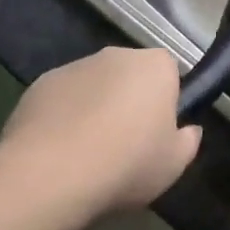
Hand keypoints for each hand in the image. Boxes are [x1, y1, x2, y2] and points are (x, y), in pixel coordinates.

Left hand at [0, 47, 196, 214]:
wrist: (51, 173)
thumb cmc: (127, 163)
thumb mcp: (174, 164)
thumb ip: (188, 141)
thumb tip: (188, 130)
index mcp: (156, 66)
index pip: (169, 72)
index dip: (165, 102)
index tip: (158, 133)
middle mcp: (117, 55)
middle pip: (130, 75)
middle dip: (129, 101)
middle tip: (126, 145)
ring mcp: (75, 66)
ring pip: (94, 85)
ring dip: (95, 108)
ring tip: (88, 154)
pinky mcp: (40, 83)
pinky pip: (62, 99)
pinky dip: (63, 117)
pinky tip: (58, 152)